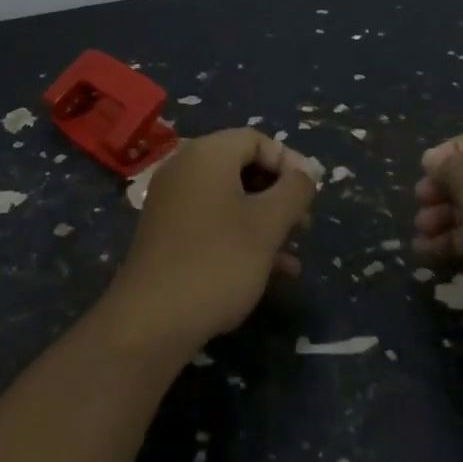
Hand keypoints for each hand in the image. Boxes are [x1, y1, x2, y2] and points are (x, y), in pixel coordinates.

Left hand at [104, 129, 316, 352]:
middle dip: (278, 193)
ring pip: (230, 197)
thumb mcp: (268, 224)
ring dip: (265, 218)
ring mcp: (172, 202)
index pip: (257, 140)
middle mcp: (185, 168)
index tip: (311, 194)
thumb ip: (295, 190)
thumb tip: (306, 173)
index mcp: (207, 154)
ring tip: (293, 250)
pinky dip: (241, 234)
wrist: (151, 322)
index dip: (290, 162)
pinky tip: (270, 270)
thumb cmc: (218, 261)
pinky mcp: (167, 233)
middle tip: (304, 222)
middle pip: (243, 166)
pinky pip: (213, 220)